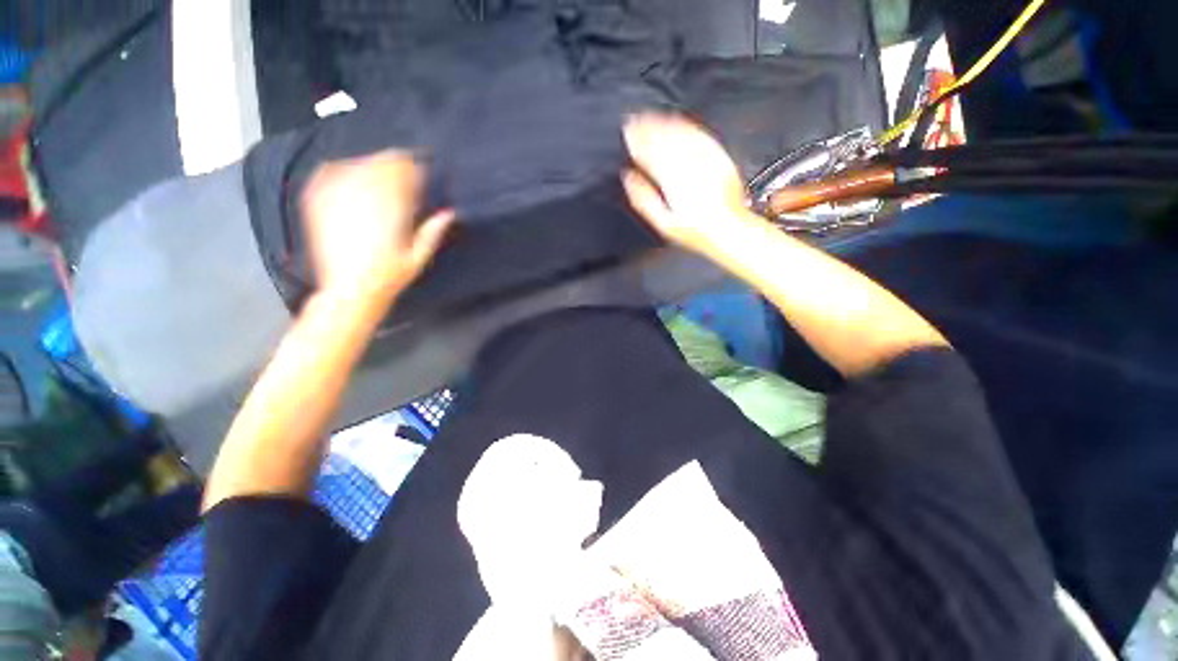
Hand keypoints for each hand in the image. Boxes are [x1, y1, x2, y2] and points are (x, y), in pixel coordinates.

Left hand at [301, 151, 453, 301]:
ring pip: (355, 166)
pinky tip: (345, 171)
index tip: (419, 168)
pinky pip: (326, 174)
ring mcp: (337, 201)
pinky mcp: (318, 205)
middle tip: (402, 165)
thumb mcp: (419, 258)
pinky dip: (338, 168)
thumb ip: (432, 232)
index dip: (412, 168)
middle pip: (379, 165)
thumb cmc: (390, 277)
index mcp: (391, 213)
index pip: (402, 176)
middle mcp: (363, 201)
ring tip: (378, 169)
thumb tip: (449, 213)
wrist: (350, 290)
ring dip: (370, 163)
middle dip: (393, 163)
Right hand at [622, 113, 751, 255]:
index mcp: (672, 181)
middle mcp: (688, 165)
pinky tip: (677, 121)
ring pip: (680, 133)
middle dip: (646, 128)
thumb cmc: (695, 230)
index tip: (627, 132)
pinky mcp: (718, 156)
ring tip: (650, 117)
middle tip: (633, 120)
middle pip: (663, 139)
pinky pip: (699, 134)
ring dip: (662, 122)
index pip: (650, 153)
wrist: (728, 227)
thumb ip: (643, 199)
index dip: (636, 141)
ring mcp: (705, 159)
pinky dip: (685, 125)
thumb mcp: (663, 223)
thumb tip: (629, 178)